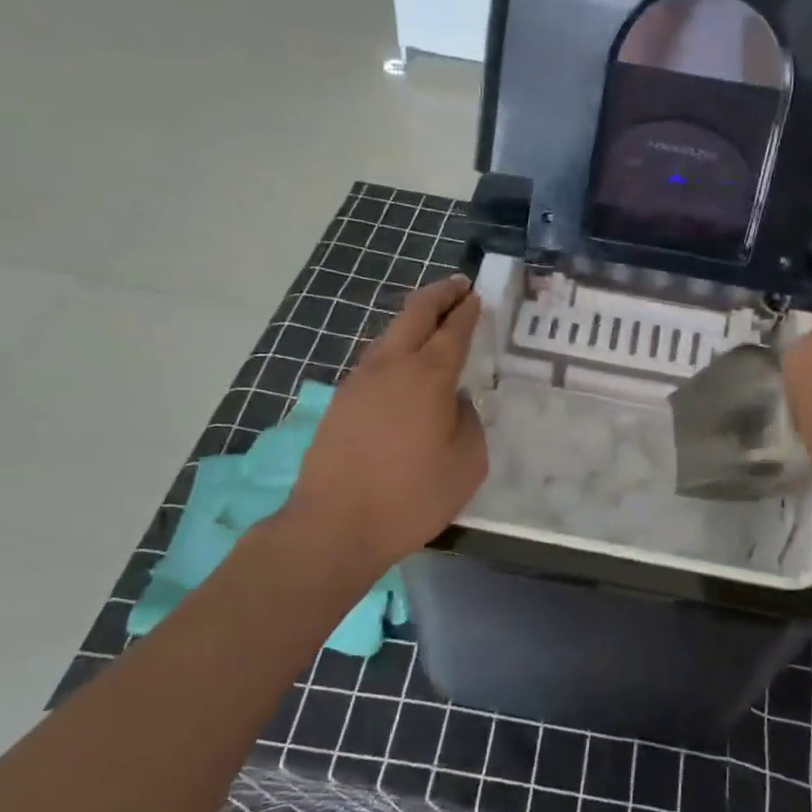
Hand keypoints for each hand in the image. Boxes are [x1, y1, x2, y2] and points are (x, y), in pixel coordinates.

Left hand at [285, 276, 487, 572]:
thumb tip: (454, 403)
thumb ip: (469, 422)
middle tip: (458, 286)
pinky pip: (375, 362)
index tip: (476, 296)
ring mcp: (359, 382)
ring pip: (389, 336)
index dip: (467, 311)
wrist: (334, 525)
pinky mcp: (340, 403)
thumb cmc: (411, 496)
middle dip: (439, 295)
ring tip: (431, 322)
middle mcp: (391, 367)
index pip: (452, 330)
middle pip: (415, 314)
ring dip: (413, 322)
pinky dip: (395, 350)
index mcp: (428, 376)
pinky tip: (402, 368)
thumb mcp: (466, 463)